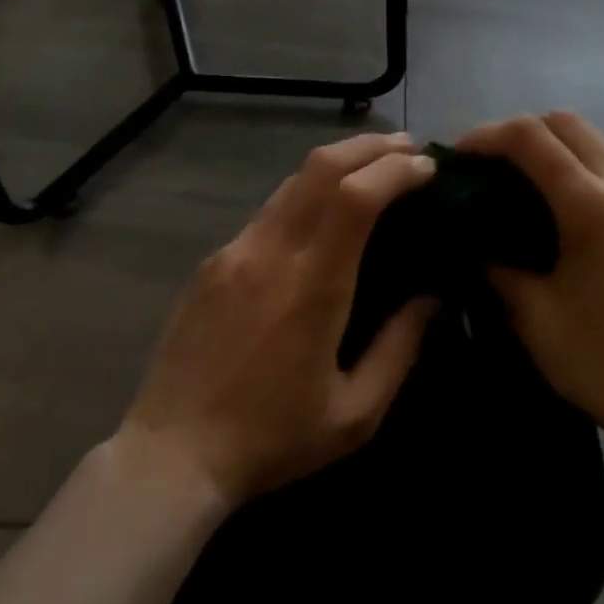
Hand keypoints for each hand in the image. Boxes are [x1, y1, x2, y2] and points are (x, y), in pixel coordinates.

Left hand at [122, 133, 439, 505]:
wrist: (170, 456)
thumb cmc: (272, 440)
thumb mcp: (356, 414)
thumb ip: (402, 348)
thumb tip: (433, 296)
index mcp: (311, 287)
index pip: (355, 196)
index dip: (395, 170)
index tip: (427, 167)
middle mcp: (270, 252)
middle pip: (322, 166)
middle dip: (371, 146)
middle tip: (409, 147)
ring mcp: (235, 250)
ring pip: (293, 180)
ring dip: (340, 162)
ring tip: (374, 168)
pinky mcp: (213, 261)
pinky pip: (270, 210)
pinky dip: (309, 194)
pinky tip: (324, 215)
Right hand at [458, 112, 603, 459]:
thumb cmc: (602, 362)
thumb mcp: (533, 314)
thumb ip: (496, 263)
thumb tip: (472, 238)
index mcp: (593, 205)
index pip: (530, 137)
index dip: (486, 136)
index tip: (457, 157)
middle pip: (566, 122)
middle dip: (519, 132)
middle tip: (487, 165)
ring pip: (593, 139)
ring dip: (551, 146)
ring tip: (519, 181)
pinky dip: (579, 166)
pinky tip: (559, 205)